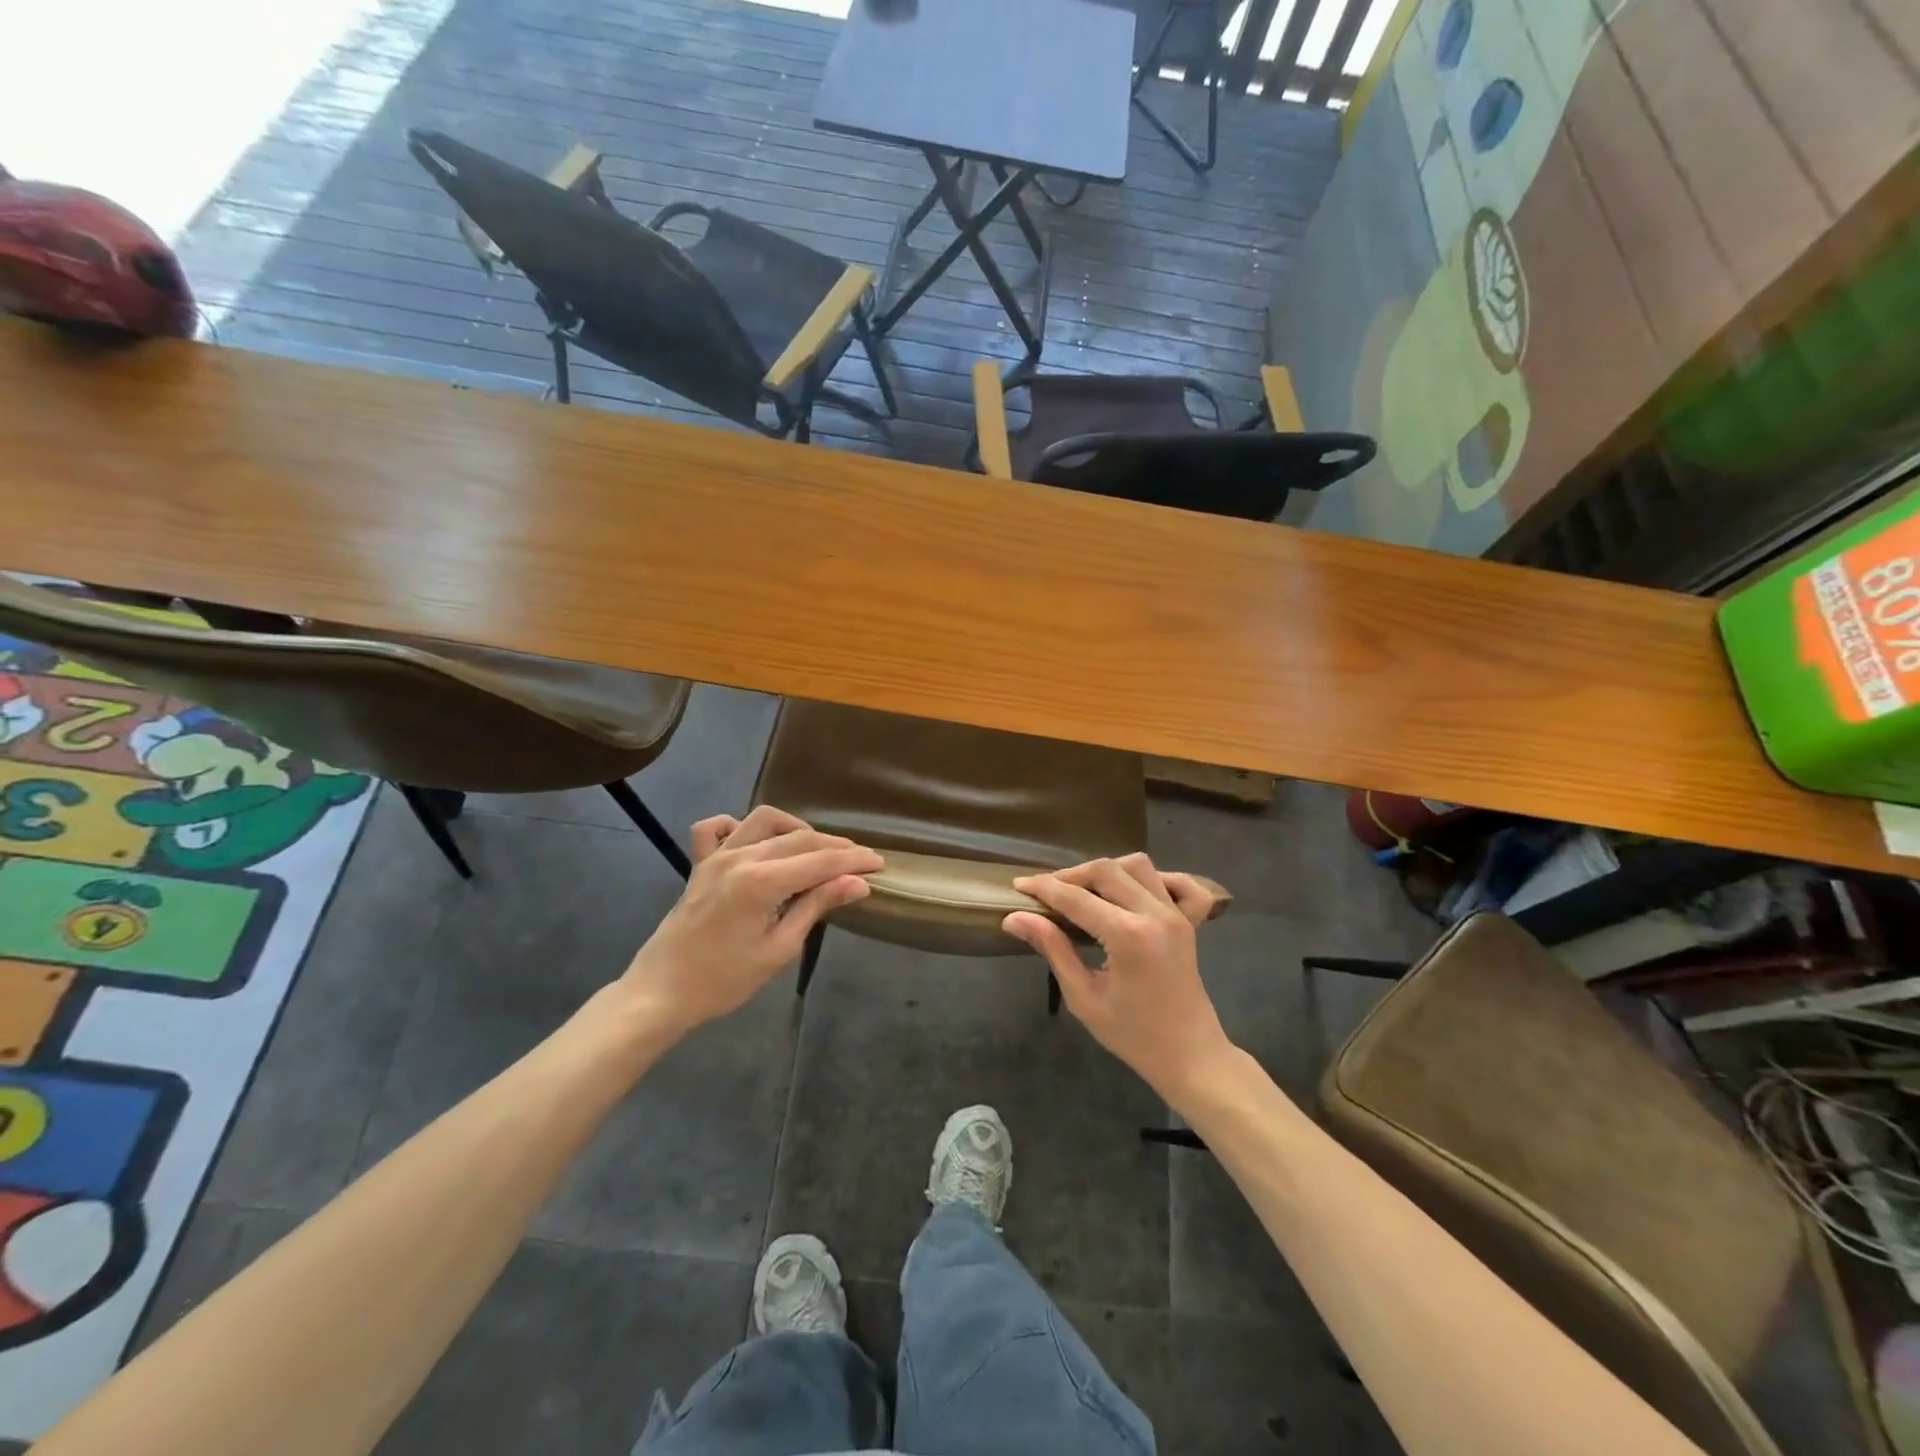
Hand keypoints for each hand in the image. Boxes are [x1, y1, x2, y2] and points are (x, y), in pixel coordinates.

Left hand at [619, 806, 880, 1037]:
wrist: (661, 993)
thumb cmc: (724, 981)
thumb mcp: (779, 949)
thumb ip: (816, 907)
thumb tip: (857, 883)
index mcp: (761, 882)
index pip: (819, 862)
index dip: (852, 861)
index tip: (879, 863)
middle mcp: (740, 857)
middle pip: (799, 838)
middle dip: (835, 847)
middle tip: (860, 861)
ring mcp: (716, 856)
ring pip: (764, 821)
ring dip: (796, 828)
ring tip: (816, 848)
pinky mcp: (700, 864)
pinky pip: (716, 828)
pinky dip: (739, 825)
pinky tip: (757, 841)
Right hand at [1003, 854, 1231, 1102]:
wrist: (1189, 1056)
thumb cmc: (1132, 1035)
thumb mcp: (1083, 997)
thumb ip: (1052, 949)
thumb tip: (1014, 918)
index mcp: (1128, 936)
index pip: (1076, 898)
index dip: (1044, 888)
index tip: (1019, 886)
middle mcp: (1155, 914)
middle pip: (1106, 870)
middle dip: (1070, 876)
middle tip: (1046, 892)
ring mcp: (1176, 915)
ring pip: (1138, 865)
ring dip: (1107, 871)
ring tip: (1084, 891)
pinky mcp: (1189, 921)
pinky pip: (1179, 883)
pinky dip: (1155, 878)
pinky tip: (1134, 892)